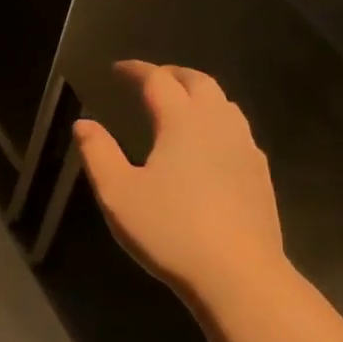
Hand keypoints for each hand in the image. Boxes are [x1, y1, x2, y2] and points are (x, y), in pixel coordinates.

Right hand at [73, 61, 283, 302]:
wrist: (236, 272)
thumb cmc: (169, 230)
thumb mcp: (118, 193)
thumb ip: (98, 154)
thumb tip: (84, 124)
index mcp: (182, 122)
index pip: (158, 81)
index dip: (136, 70)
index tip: (118, 69)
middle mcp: (218, 124)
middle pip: (199, 82)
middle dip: (172, 74)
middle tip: (150, 80)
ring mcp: (245, 148)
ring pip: (224, 104)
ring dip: (199, 95)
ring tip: (179, 106)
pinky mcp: (259, 173)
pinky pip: (237, 131)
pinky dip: (216, 122)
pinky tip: (208, 145)